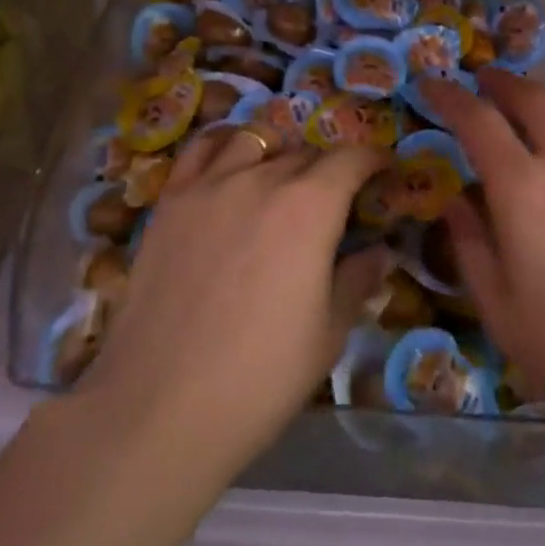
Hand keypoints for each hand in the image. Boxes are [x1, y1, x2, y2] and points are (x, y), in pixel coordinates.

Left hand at [79, 128, 392, 484]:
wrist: (160, 405)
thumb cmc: (260, 377)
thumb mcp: (327, 335)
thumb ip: (356, 281)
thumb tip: (379, 252)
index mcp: (310, 206)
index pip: (351, 159)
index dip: (373, 159)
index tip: (384, 171)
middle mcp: (262, 178)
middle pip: (305, 153)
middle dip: (328, 169)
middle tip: (333, 200)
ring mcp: (211, 184)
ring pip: (255, 139)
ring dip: (277, 152)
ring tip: (279, 177)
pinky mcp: (171, 200)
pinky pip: (202, 149)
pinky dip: (224, 145)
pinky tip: (228, 165)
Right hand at [423, 72, 544, 453]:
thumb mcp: (502, 313)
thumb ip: (471, 249)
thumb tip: (454, 202)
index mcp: (522, 190)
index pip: (477, 121)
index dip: (449, 96)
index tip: (430, 84)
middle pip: (529, 99)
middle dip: (498, 82)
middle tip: (479, 79)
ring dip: (542, 91)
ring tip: (527, 92)